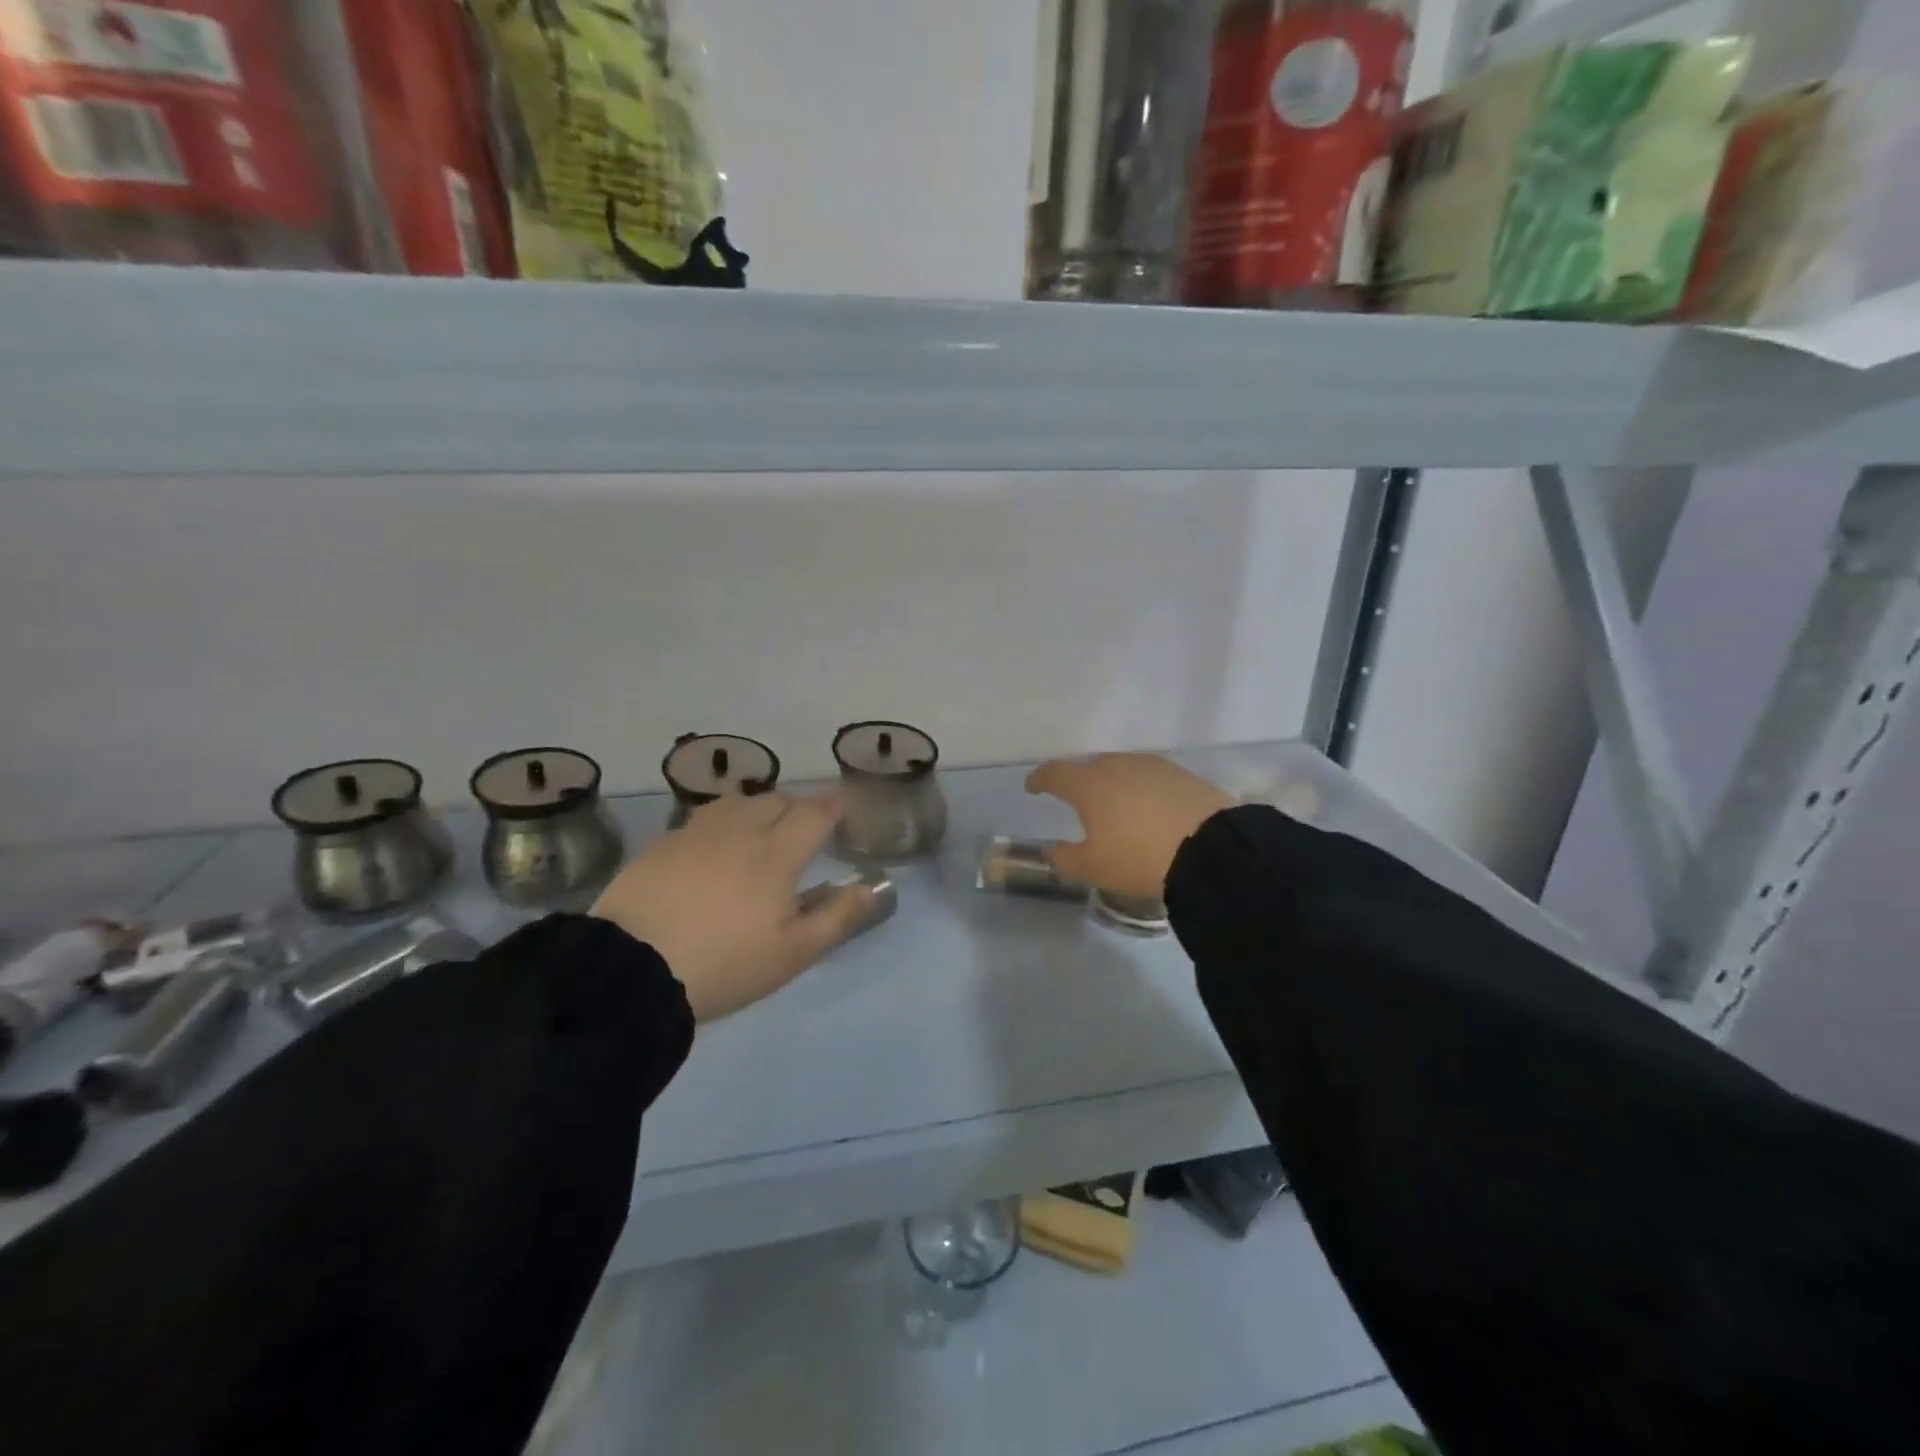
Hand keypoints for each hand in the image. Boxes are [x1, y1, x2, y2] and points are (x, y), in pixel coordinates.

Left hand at [590, 791, 874, 1022]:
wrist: (630, 971)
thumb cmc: (724, 964)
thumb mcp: (793, 952)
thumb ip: (838, 916)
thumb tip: (873, 886)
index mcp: (777, 853)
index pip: (816, 812)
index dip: (836, 804)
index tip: (848, 803)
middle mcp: (739, 830)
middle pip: (777, 800)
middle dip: (799, 806)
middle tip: (806, 828)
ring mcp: (696, 833)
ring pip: (738, 802)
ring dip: (759, 808)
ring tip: (762, 830)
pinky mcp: (662, 845)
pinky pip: (704, 819)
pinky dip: (724, 823)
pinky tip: (716, 847)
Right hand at [1025, 754, 1233, 900]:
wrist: (1211, 850)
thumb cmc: (1139, 858)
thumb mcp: (1094, 868)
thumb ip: (1065, 858)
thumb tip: (1052, 851)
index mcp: (1088, 785)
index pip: (1055, 773)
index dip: (1040, 779)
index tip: (1033, 786)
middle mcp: (1117, 766)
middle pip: (1090, 766)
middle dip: (1079, 779)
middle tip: (1076, 798)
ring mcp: (1152, 767)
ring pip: (1122, 769)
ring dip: (1112, 782)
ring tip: (1114, 804)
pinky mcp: (1182, 775)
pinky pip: (1149, 777)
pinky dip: (1141, 788)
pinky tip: (1148, 806)